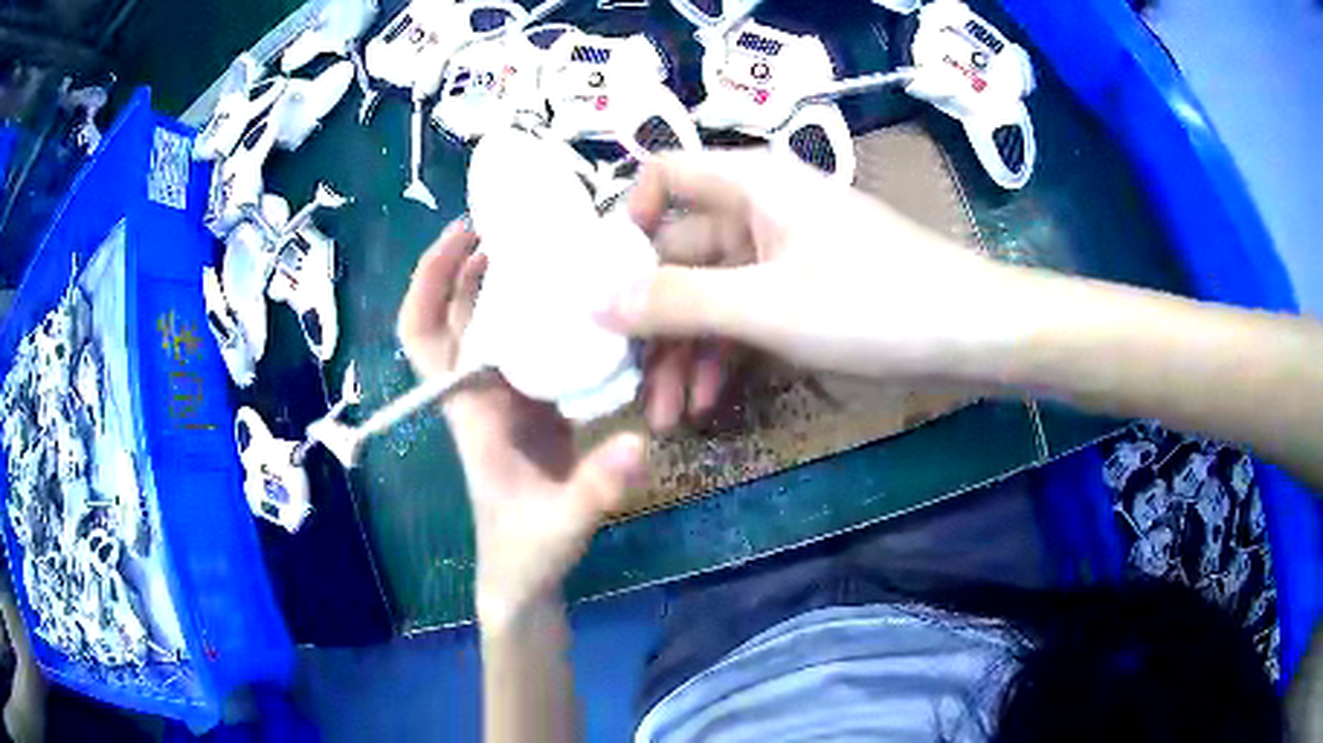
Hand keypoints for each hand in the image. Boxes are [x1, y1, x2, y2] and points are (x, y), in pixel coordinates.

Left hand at [398, 219, 647, 628]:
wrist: (525, 577)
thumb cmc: (527, 553)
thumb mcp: (562, 524)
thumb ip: (596, 489)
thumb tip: (642, 442)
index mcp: (470, 409)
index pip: (424, 335)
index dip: (430, 281)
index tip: (463, 234)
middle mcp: (481, 391)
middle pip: (458, 313)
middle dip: (474, 262)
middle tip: (517, 221)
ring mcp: (508, 395)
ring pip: (497, 323)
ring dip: (513, 280)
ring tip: (556, 242)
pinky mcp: (535, 403)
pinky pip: (533, 343)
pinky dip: (548, 313)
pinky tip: (587, 297)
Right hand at [601, 151, 1021, 406]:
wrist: (974, 336)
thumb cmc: (875, 304)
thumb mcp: (766, 307)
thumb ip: (675, 301)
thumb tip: (592, 300)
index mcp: (751, 184)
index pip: (663, 177)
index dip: (626, 222)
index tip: (603, 285)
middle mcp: (761, 211)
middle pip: (681, 252)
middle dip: (653, 317)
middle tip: (627, 378)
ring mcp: (785, 257)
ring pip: (713, 295)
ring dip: (686, 351)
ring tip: (668, 414)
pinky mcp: (806, 296)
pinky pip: (747, 318)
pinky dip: (725, 357)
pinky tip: (708, 402)